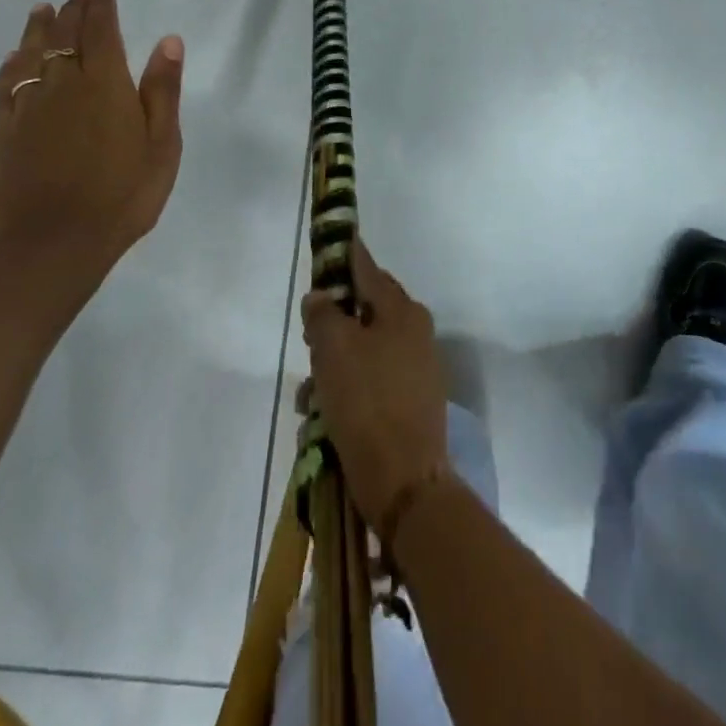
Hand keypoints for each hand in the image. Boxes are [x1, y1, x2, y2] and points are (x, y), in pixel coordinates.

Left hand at [0, 0, 183, 280]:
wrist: (56, 243)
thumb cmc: (123, 194)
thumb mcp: (162, 144)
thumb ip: (162, 90)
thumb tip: (168, 41)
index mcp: (105, 85)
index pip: (101, 33)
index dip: (102, 10)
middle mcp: (63, 85)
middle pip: (64, 37)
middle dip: (73, 12)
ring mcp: (29, 107)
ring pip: (31, 54)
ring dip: (38, 28)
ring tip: (43, 10)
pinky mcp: (5, 131)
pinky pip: (5, 85)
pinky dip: (10, 64)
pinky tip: (13, 57)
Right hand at [302, 242, 449, 535]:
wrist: (405, 481)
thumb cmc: (367, 403)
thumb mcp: (334, 349)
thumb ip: (323, 314)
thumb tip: (321, 297)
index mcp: (401, 310)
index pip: (367, 269)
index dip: (345, 255)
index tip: (330, 244)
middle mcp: (414, 331)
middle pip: (362, 313)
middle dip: (330, 330)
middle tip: (309, 348)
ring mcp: (416, 368)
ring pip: (362, 352)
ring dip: (332, 369)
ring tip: (311, 401)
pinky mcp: (411, 402)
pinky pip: (370, 383)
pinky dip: (346, 393)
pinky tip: (324, 419)